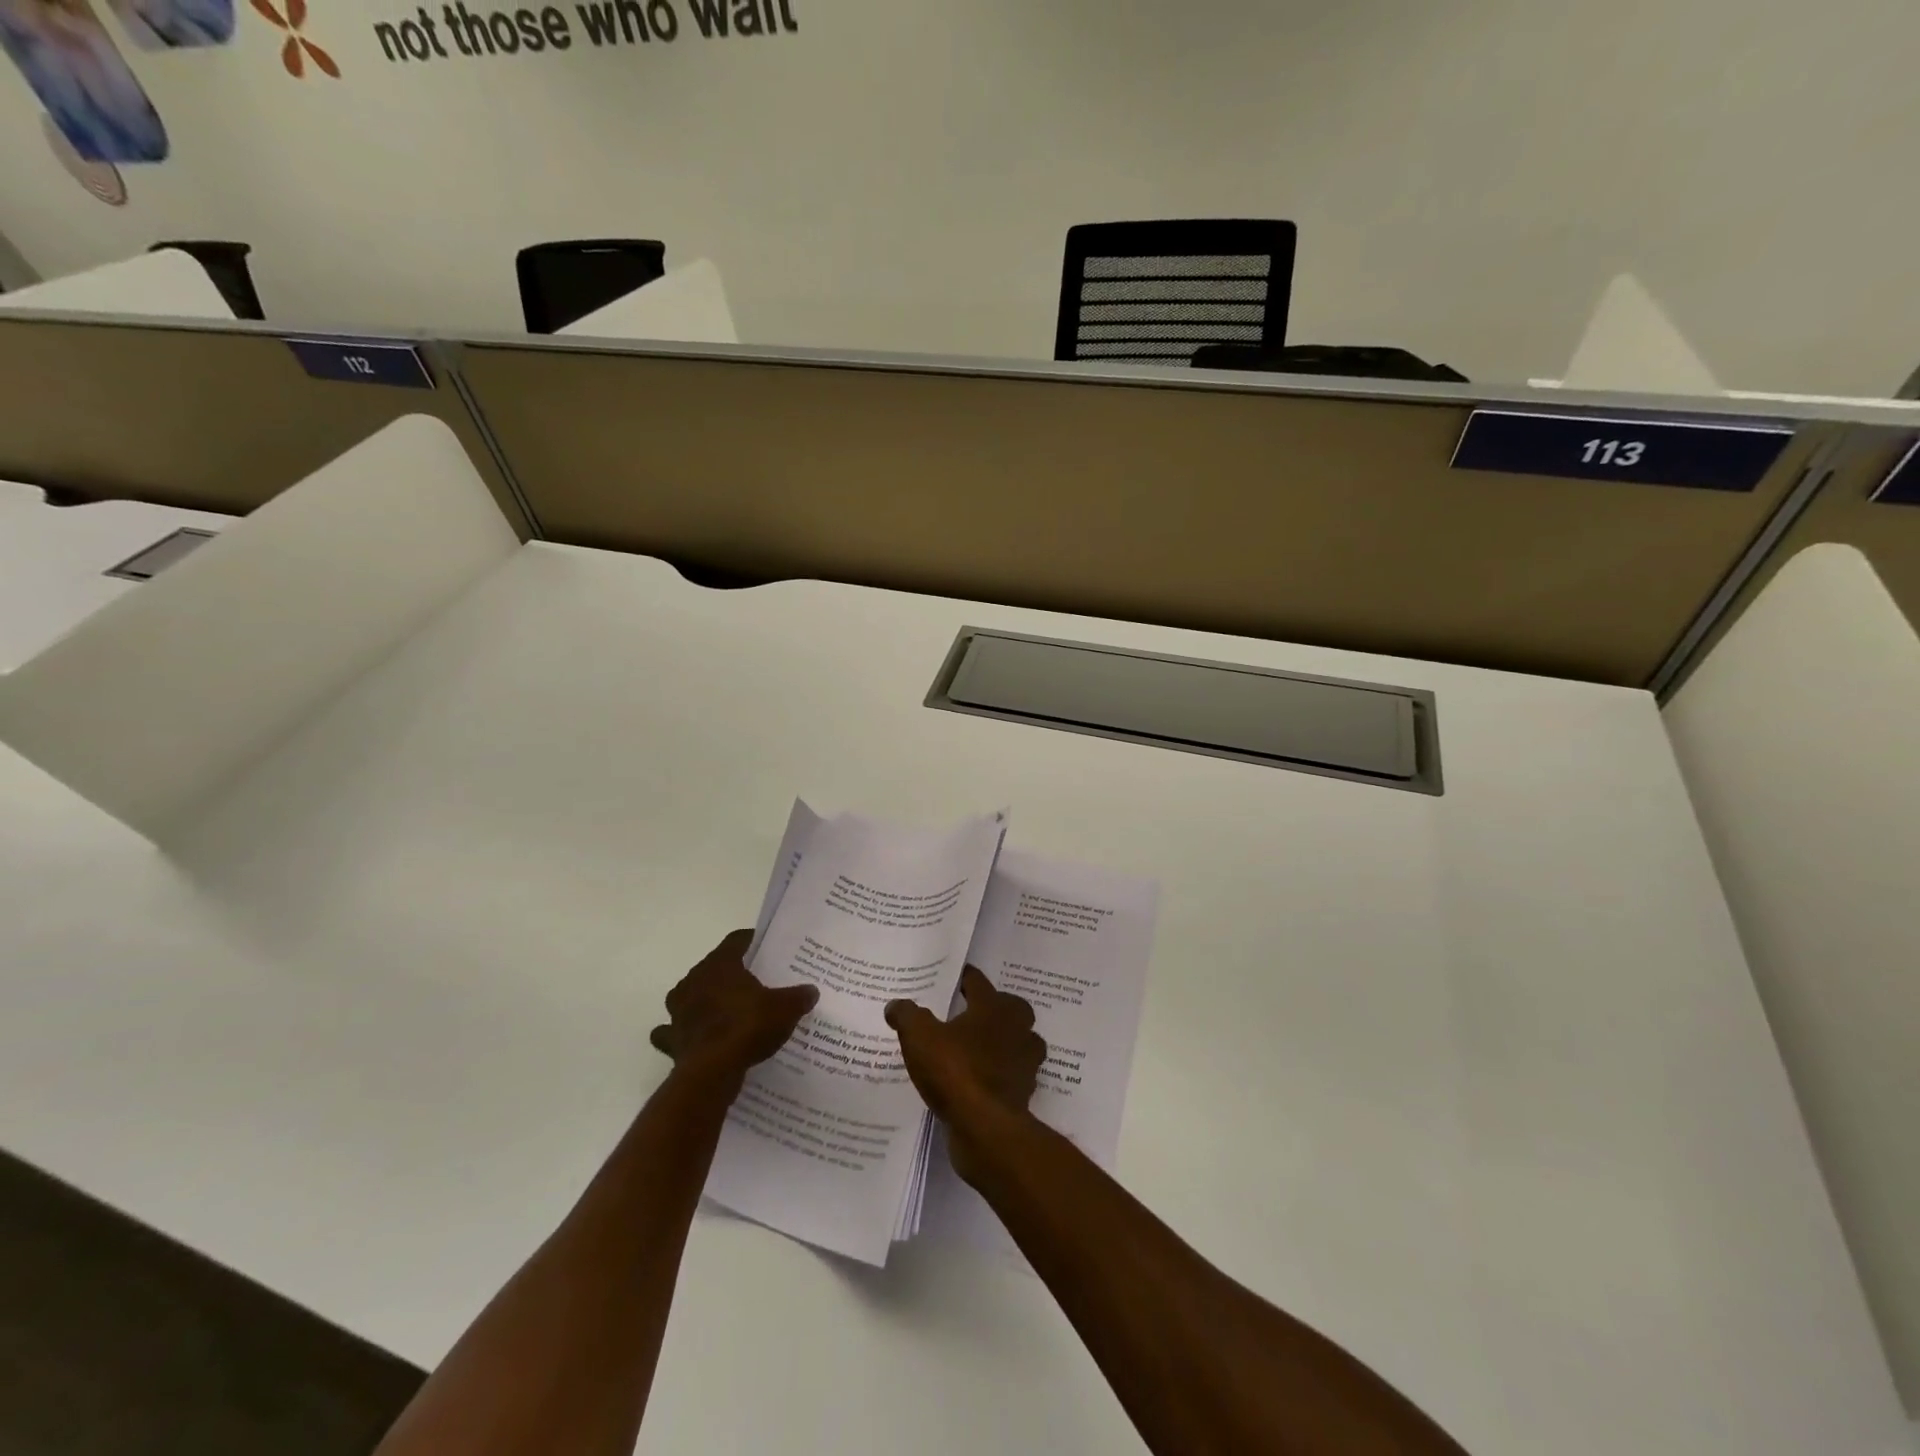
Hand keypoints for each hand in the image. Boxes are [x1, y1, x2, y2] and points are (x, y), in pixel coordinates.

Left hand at [650, 930, 818, 1085]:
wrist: (711, 1072)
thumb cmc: (748, 1027)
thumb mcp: (785, 1008)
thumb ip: (798, 997)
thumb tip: (811, 991)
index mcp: (720, 964)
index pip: (736, 941)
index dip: (751, 941)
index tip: (764, 946)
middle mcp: (694, 980)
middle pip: (713, 968)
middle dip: (729, 973)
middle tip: (752, 982)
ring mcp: (678, 1010)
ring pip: (689, 996)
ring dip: (702, 1000)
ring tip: (722, 1009)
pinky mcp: (672, 1038)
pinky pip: (673, 1031)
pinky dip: (681, 1032)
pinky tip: (695, 1037)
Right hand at [886, 966, 1045, 1177]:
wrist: (986, 1127)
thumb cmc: (954, 1070)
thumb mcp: (919, 1037)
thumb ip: (907, 1016)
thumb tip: (895, 1005)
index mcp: (993, 1008)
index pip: (979, 982)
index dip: (966, 978)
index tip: (956, 977)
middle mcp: (1016, 1028)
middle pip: (1012, 1008)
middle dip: (996, 1007)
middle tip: (973, 1013)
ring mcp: (1025, 1061)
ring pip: (1020, 1041)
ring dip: (1006, 1041)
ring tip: (981, 1047)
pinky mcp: (1024, 1092)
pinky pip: (1014, 1073)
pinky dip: (1002, 1073)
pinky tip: (983, 1080)